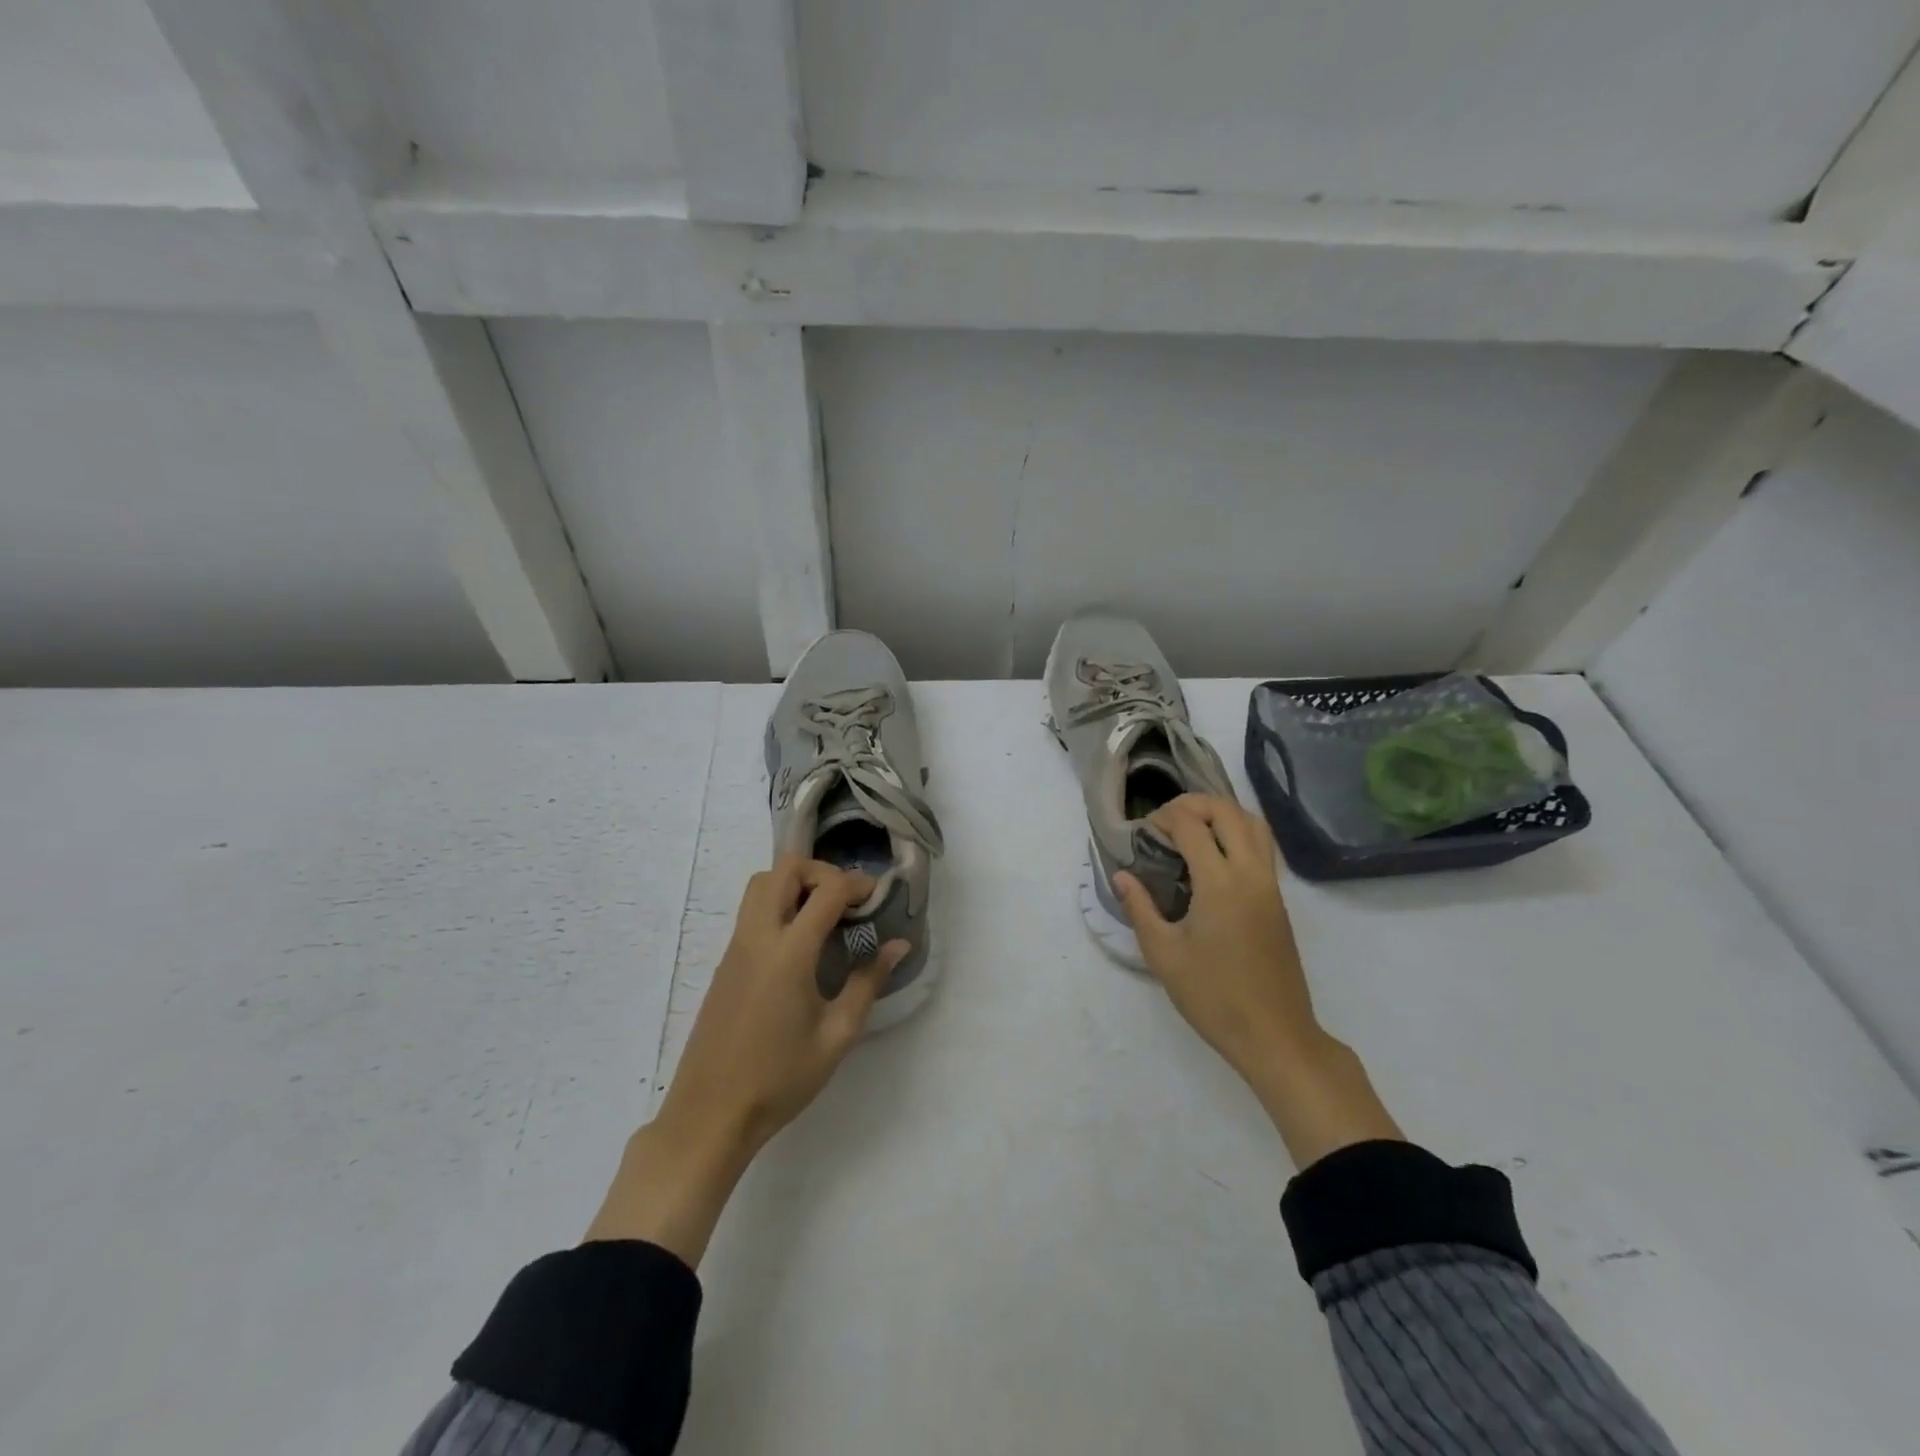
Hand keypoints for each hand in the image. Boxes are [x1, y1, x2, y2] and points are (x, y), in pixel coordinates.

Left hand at [585, 858, 906, 1261]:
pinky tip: (800, 943)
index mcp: (789, 952)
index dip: (856, 884)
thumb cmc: (780, 1078)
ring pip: (761, 884)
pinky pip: (751, 911)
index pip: (826, 891)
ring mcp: (735, 948)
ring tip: (824, 916)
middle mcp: (758, 937)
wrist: (710, 1114)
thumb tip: (897, 946)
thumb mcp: (837, 1035)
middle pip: (784, 869)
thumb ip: (868, 983)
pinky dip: (778, 904)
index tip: (877, 898)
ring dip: (795, 884)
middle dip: (821, 872)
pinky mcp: (724, 963)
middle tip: (846, 901)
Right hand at [1113, 795, 1315, 1076]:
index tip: (1144, 833)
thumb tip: (1122, 875)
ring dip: (1221, 814)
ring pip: (1254, 824)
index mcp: (1220, 884)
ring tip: (1191, 829)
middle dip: (1194, 804)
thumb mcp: (1164, 955)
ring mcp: (1270, 886)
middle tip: (1165, 820)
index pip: (1192, 825)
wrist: (1275, 1035)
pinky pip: (1262, 847)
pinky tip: (1213, 857)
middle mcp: (1251, 874)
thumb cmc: (1213, 997)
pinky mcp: (1278, 901)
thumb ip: (1140, 908)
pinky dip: (1237, 833)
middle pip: (1228, 812)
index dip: (1164, 818)